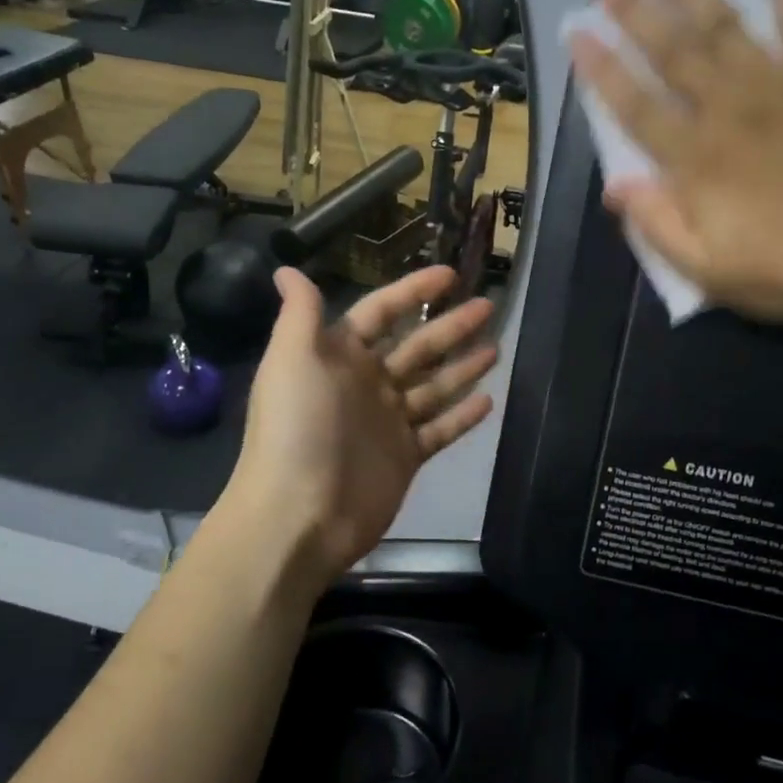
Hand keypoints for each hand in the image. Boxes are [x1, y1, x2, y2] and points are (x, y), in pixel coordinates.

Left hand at [225, 265, 496, 584]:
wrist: (300, 513)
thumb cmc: (296, 428)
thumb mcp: (291, 359)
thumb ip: (300, 313)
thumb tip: (286, 269)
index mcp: (338, 356)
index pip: (381, 312)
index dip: (413, 291)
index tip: (450, 275)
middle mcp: (366, 384)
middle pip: (416, 346)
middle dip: (451, 326)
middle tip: (488, 307)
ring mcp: (388, 422)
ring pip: (433, 386)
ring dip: (463, 367)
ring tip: (496, 348)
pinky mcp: (406, 457)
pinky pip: (440, 429)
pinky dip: (462, 416)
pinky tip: (489, 400)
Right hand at [571, 0, 782, 321]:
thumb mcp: (708, 270)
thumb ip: (658, 226)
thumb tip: (614, 187)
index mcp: (695, 159)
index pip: (635, 106)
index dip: (602, 69)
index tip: (577, 33)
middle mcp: (727, 107)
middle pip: (672, 49)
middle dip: (634, 8)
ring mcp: (777, 82)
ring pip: (723, 20)